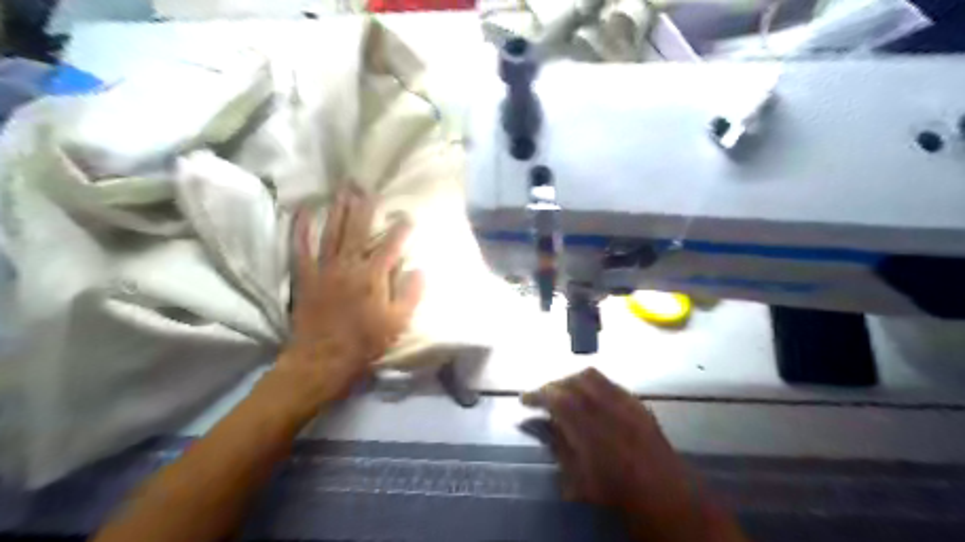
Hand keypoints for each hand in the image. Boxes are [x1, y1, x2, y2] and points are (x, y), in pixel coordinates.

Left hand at [272, 188, 422, 408]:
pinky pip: (301, 248)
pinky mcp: (306, 277)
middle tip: (365, 186)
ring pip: (332, 232)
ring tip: (342, 191)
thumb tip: (419, 269)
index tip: (407, 216)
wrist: (323, 359)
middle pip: (358, 230)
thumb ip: (410, 294)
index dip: (400, 230)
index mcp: (373, 276)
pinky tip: (302, 212)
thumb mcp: (397, 322)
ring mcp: (325, 269)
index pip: (390, 246)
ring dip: (337, 210)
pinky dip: (300, 230)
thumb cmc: (365, 343)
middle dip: (364, 207)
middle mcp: (349, 266)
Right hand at [525, 369, 739, 540]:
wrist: (667, 495)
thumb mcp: (579, 479)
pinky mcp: (637, 402)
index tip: (523, 399)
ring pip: (592, 376)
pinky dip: (592, 384)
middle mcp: (608, 407)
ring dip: (571, 380)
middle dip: (553, 385)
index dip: (537, 394)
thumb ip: (558, 446)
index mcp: (590, 428)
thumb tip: (542, 425)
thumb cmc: (618, 493)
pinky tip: (589, 396)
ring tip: (562, 393)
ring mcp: (625, 402)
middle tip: (541, 397)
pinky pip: (609, 382)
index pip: (556, 398)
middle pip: (573, 381)